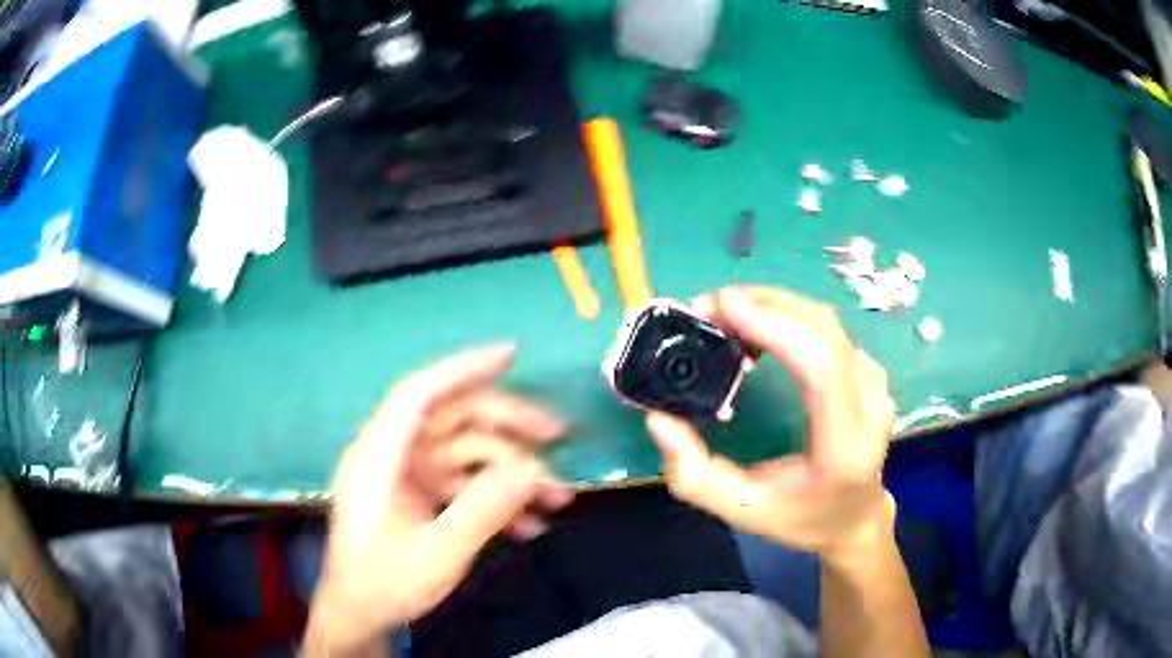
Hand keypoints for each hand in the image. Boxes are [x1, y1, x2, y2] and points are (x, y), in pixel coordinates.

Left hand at [304, 345, 573, 656]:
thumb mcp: (437, 554)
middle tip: (559, 437)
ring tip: (558, 498)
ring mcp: (407, 476)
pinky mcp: (418, 495)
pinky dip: (497, 497)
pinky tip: (531, 525)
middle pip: (453, 421)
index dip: (462, 369)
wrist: (360, 614)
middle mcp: (392, 456)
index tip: (510, 354)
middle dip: (509, 428)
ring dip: (512, 472)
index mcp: (379, 458)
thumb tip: (532, 471)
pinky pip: (463, 483)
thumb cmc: (385, 584)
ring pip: (466, 454)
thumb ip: (482, 511)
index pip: (418, 395)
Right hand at [646, 287, 897, 561]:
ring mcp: (875, 382)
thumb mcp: (741, 510)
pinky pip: (827, 328)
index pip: (821, 368)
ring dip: (773, 305)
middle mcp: (869, 405)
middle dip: (762, 305)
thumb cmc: (800, 517)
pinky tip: (757, 324)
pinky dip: (788, 315)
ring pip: (824, 321)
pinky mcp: (868, 370)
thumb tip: (659, 418)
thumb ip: (693, 474)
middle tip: (707, 307)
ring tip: (725, 315)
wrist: (855, 516)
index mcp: (843, 447)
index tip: (723, 306)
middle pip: (822, 331)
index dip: (774, 327)